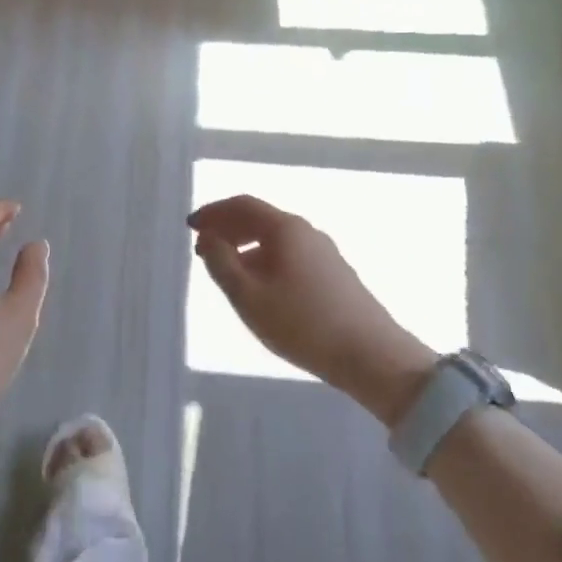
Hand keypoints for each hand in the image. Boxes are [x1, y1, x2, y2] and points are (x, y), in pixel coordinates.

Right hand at [189, 195, 438, 426]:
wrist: (372, 356)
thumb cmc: (302, 324)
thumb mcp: (248, 297)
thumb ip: (221, 264)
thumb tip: (208, 238)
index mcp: (285, 229)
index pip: (242, 205)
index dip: (213, 212)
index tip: (190, 226)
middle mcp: (306, 231)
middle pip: (259, 218)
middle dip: (227, 228)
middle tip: (202, 248)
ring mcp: (324, 252)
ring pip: (275, 239)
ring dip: (245, 246)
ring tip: (225, 271)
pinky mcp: (334, 274)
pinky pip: (289, 255)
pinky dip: (264, 260)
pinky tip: (259, 288)